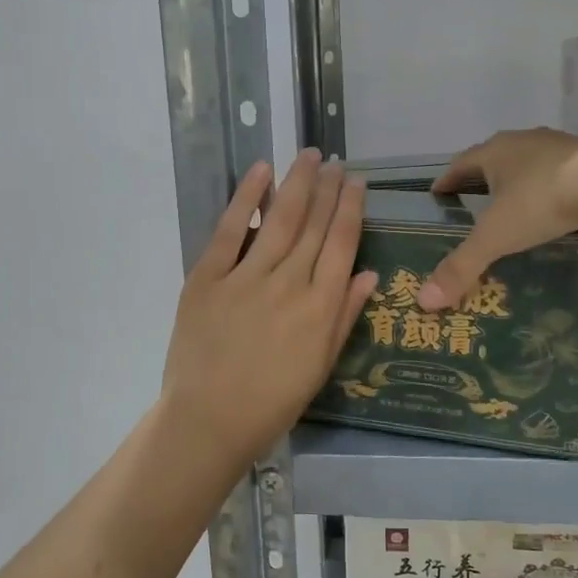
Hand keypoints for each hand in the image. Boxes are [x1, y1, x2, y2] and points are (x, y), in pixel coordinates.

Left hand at [161, 150, 378, 476]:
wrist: (208, 421)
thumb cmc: (271, 402)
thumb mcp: (320, 365)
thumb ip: (345, 316)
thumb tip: (369, 273)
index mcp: (320, 308)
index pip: (342, 244)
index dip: (351, 209)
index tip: (357, 182)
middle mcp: (290, 284)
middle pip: (314, 225)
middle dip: (328, 188)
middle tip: (336, 161)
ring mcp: (247, 278)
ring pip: (279, 220)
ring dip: (297, 183)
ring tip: (309, 156)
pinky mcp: (208, 277)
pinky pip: (230, 230)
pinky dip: (246, 198)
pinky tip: (262, 171)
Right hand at [417, 128, 577, 310]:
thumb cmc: (541, 201)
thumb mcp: (496, 237)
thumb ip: (462, 266)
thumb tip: (424, 301)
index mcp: (493, 152)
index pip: (459, 164)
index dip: (447, 180)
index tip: (438, 193)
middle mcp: (522, 141)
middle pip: (493, 158)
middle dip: (481, 178)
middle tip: (473, 201)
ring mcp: (558, 145)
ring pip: (528, 162)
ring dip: (517, 179)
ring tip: (514, 204)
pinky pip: (558, 171)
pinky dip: (549, 185)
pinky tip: (555, 204)